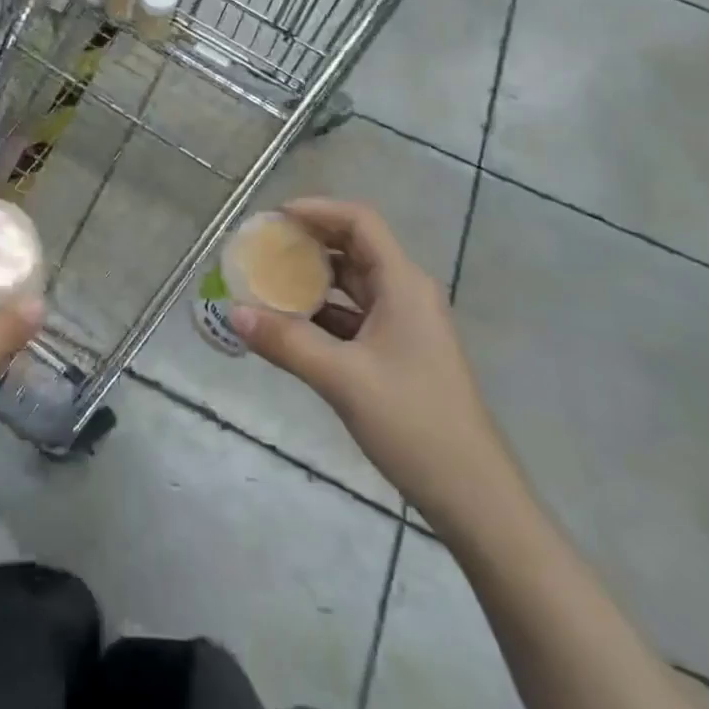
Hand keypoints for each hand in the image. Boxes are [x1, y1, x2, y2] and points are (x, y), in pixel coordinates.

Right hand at [230, 198, 513, 522]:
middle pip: (354, 247)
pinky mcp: (400, 352)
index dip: (317, 209)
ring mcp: (405, 324)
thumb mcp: (342, 379)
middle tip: (264, 246)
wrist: (475, 498)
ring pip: (352, 283)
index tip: (275, 217)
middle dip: (309, 242)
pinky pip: (354, 315)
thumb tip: (233, 313)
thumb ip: (286, 342)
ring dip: (313, 279)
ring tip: (267, 280)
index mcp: (403, 283)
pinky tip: (290, 325)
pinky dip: (322, 313)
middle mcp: (406, 293)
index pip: (359, 222)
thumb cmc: (414, 424)